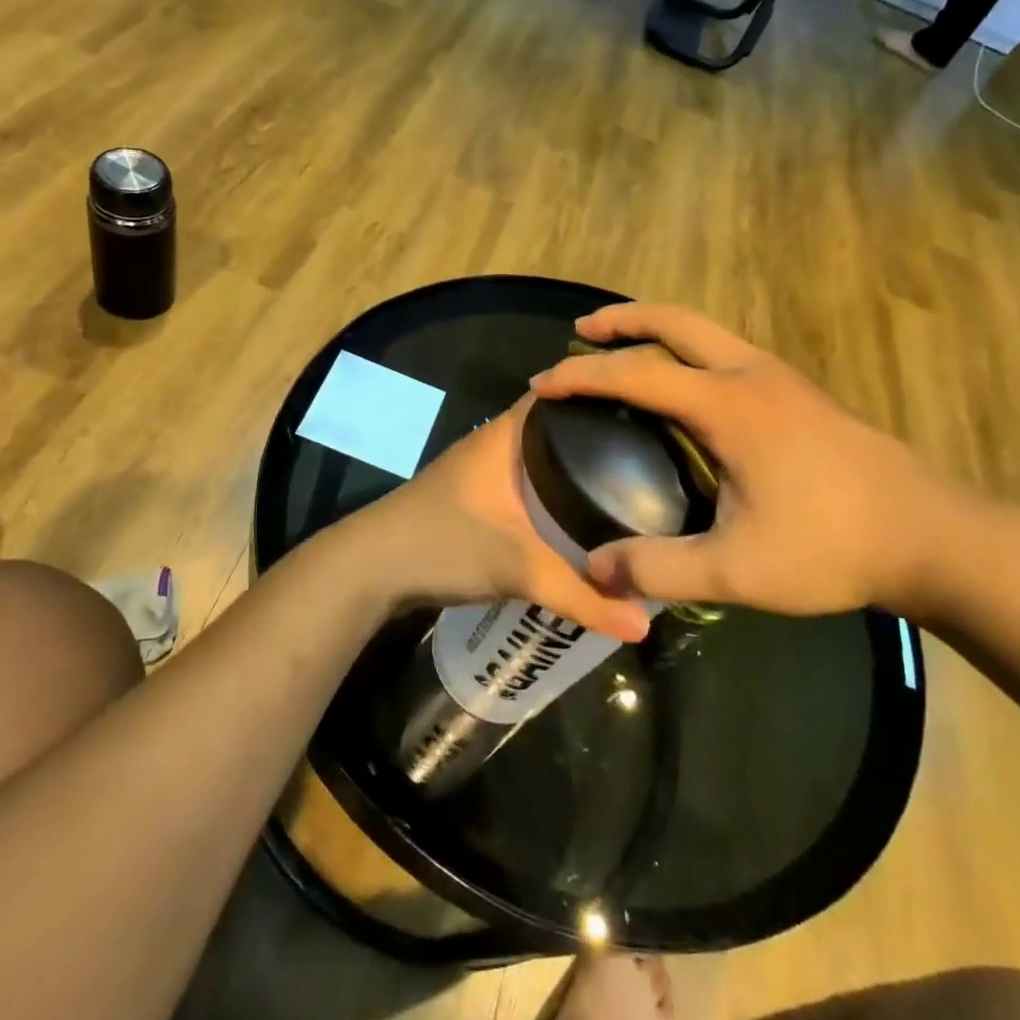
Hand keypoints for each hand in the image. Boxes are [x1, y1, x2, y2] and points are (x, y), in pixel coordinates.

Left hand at [343, 396, 652, 641]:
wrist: (368, 568)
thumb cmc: (442, 545)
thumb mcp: (518, 569)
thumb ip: (581, 597)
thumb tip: (644, 625)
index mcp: (505, 435)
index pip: (561, 395)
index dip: (602, 395)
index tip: (649, 408)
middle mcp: (493, 443)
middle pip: (555, 429)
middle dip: (597, 439)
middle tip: (651, 455)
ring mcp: (478, 471)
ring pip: (538, 459)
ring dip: (572, 469)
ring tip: (626, 484)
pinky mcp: (471, 498)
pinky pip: (524, 484)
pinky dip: (550, 493)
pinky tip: (574, 516)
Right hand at [528, 304, 976, 619]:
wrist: (934, 537)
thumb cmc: (832, 546)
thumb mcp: (737, 571)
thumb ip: (659, 568)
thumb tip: (594, 571)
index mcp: (728, 405)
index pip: (637, 374)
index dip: (583, 376)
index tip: (542, 383)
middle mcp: (751, 374)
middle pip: (675, 322)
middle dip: (622, 319)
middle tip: (581, 332)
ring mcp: (781, 378)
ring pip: (706, 331)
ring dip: (657, 330)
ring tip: (623, 349)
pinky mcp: (799, 393)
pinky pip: (727, 351)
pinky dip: (688, 350)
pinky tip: (683, 389)